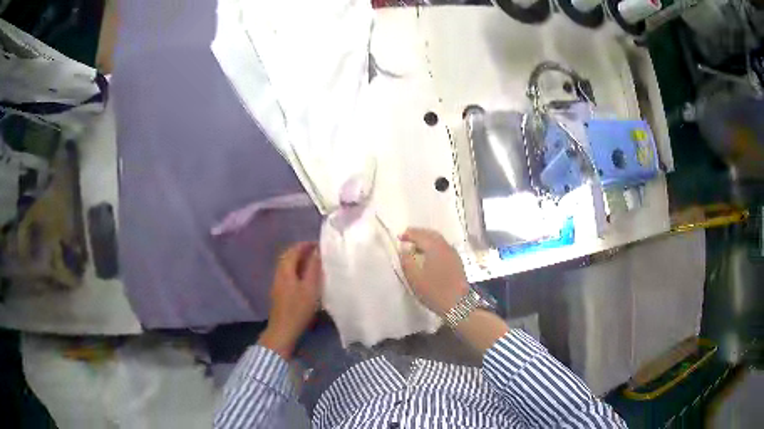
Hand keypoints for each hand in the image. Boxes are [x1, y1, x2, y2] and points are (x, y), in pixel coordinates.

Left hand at [258, 242, 322, 359]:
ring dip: (299, 261)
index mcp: (285, 270)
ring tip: (314, 263)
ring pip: (288, 266)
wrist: (283, 331)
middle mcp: (279, 274)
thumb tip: (317, 251)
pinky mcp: (279, 293)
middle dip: (302, 251)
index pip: (294, 250)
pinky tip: (306, 278)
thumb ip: (313, 268)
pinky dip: (297, 270)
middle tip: (317, 252)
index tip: (319, 245)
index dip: (306, 245)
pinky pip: (288, 274)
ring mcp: (277, 284)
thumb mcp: (310, 288)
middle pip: (288, 256)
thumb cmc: (298, 309)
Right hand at [399, 228, 468, 315]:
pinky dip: (434, 246)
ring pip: (438, 240)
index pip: (420, 235)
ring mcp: (453, 253)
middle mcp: (446, 246)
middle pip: (431, 234)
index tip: (399, 237)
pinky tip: (429, 255)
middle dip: (419, 234)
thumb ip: (407, 260)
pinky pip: (443, 247)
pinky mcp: (457, 261)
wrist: (458, 304)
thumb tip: (404, 248)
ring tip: (416, 247)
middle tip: (407, 237)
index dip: (409, 234)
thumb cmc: (434, 291)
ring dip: (427, 239)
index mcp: (435, 248)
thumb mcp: (414, 278)